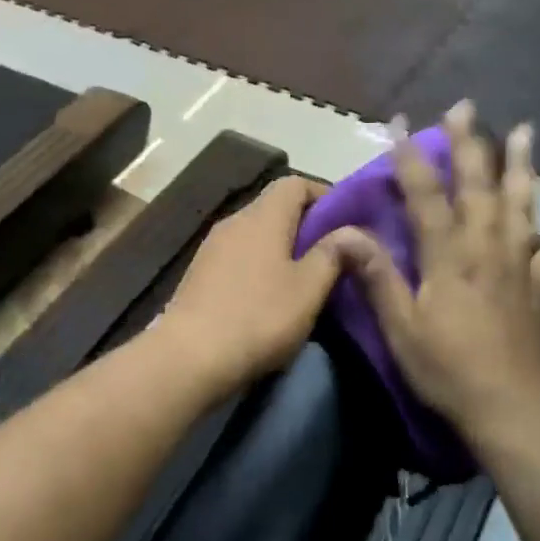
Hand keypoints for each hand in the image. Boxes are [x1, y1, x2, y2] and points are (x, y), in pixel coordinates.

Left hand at [158, 175, 342, 387]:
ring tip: (303, 278)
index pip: (295, 182)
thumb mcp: (308, 288)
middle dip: (305, 225)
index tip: (345, 223)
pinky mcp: (199, 274)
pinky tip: (269, 296)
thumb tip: (351, 231)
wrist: (188, 358)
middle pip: (274, 207)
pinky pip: (238, 256)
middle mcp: (234, 221)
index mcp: (263, 216)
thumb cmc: (258, 317)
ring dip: (281, 248)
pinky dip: (259, 265)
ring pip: (255, 234)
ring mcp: (211, 247)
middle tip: (331, 255)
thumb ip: (332, 254)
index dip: (323, 195)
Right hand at [333, 101, 539, 448]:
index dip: (409, 157)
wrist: (511, 410)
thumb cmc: (447, 369)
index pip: (425, 195)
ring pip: (521, 205)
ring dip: (522, 167)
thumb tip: (345, 233)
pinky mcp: (538, 289)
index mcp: (448, 256)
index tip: (397, 122)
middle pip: (478, 185)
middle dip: (470, 144)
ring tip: (526, 132)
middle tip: (466, 107)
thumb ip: (377, 276)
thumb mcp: (401, 327)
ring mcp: (517, 266)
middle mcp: (485, 248)